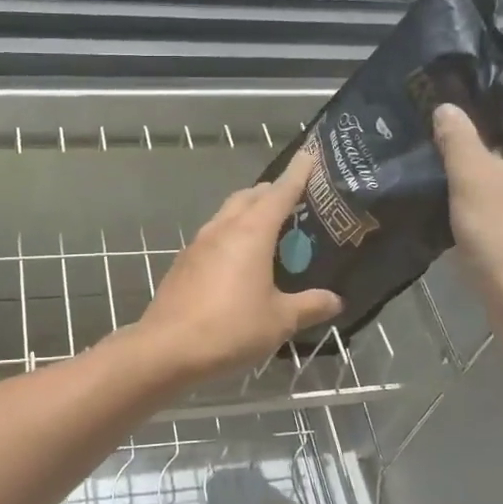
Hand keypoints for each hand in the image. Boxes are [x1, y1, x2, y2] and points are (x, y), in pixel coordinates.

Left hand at [134, 149, 343, 384]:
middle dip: (271, 191)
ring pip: (227, 214)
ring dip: (248, 211)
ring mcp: (198, 244)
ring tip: (268, 227)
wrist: (166, 348)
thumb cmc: (230, 328)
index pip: (279, 192)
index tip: (309, 155)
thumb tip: (335, 300)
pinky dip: (231, 235)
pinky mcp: (184, 262)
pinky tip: (238, 259)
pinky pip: (214, 236)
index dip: (298, 174)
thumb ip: (309, 306)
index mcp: (251, 233)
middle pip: (250, 197)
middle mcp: (223, 229)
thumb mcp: (279, 321)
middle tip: (294, 199)